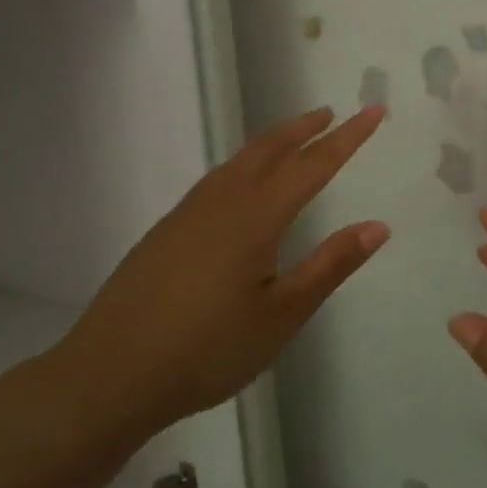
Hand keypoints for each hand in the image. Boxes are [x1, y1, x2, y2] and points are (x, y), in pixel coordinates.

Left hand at [56, 106, 388, 439]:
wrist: (108, 375)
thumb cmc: (207, 349)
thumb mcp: (282, 315)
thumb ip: (330, 265)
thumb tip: (378, 226)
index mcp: (257, 217)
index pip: (313, 165)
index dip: (347, 138)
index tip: (373, 111)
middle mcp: (223, 202)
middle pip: (270, 149)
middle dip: (304, 128)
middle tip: (331, 113)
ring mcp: (189, 214)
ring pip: (239, 160)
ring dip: (272, 142)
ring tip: (294, 138)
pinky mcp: (167, 230)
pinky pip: (217, 178)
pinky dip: (245, 163)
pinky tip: (242, 184)